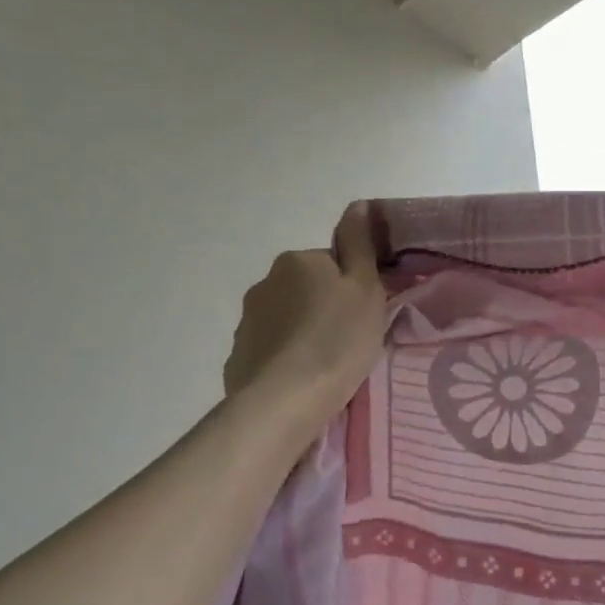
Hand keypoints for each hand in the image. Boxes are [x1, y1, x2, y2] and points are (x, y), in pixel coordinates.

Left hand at [222, 205, 387, 424]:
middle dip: (325, 308)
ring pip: (287, 319)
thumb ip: (359, 244)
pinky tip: (301, 381)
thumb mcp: (365, 288)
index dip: (352, 287)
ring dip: (304, 333)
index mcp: (298, 260)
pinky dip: (286, 358)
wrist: (284, 400)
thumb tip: (357, 204)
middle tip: (349, 341)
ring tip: (325, 366)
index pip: (333, 264)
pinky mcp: (239, 355)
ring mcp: (247, 320)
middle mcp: (266, 281)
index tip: (364, 315)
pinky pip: (271, 349)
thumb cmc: (337, 340)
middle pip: (308, 289)